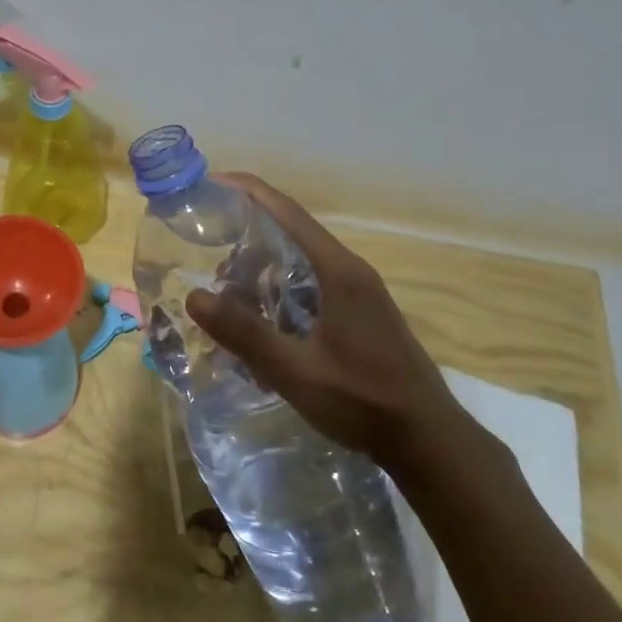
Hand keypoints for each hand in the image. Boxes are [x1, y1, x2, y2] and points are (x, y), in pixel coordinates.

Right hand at [184, 174, 472, 475]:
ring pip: (300, 261)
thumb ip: (246, 334)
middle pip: (290, 232)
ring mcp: (358, 291)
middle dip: (246, 235)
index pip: (287, 211)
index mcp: (337, 270)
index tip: (209, 182)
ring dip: (262, 268)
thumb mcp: (296, 372)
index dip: (247, 191)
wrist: (427, 439)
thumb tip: (194, 296)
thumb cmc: (363, 401)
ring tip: (226, 294)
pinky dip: (279, 289)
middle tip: (206, 256)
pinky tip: (261, 321)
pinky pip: (310, 284)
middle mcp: (349, 270)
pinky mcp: (359, 312)